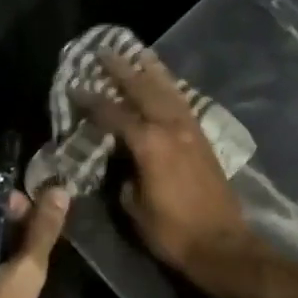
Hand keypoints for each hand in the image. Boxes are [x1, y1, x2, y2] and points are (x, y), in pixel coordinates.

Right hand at [76, 50, 254, 279]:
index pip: (113, 114)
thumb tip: (120, 159)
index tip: (75, 87)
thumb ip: (123, 175)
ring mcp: (190, 130)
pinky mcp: (203, 138)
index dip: (92, 100)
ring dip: (151, 70)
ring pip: (168, 90)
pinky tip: (165, 83)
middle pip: (143, 89)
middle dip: (122, 70)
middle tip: (105, 52)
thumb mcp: (133, 206)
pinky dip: (171, 87)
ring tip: (139, 52)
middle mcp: (170, 127)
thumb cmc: (172, 231)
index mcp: (149, 143)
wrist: (221, 244)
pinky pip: (183, 102)